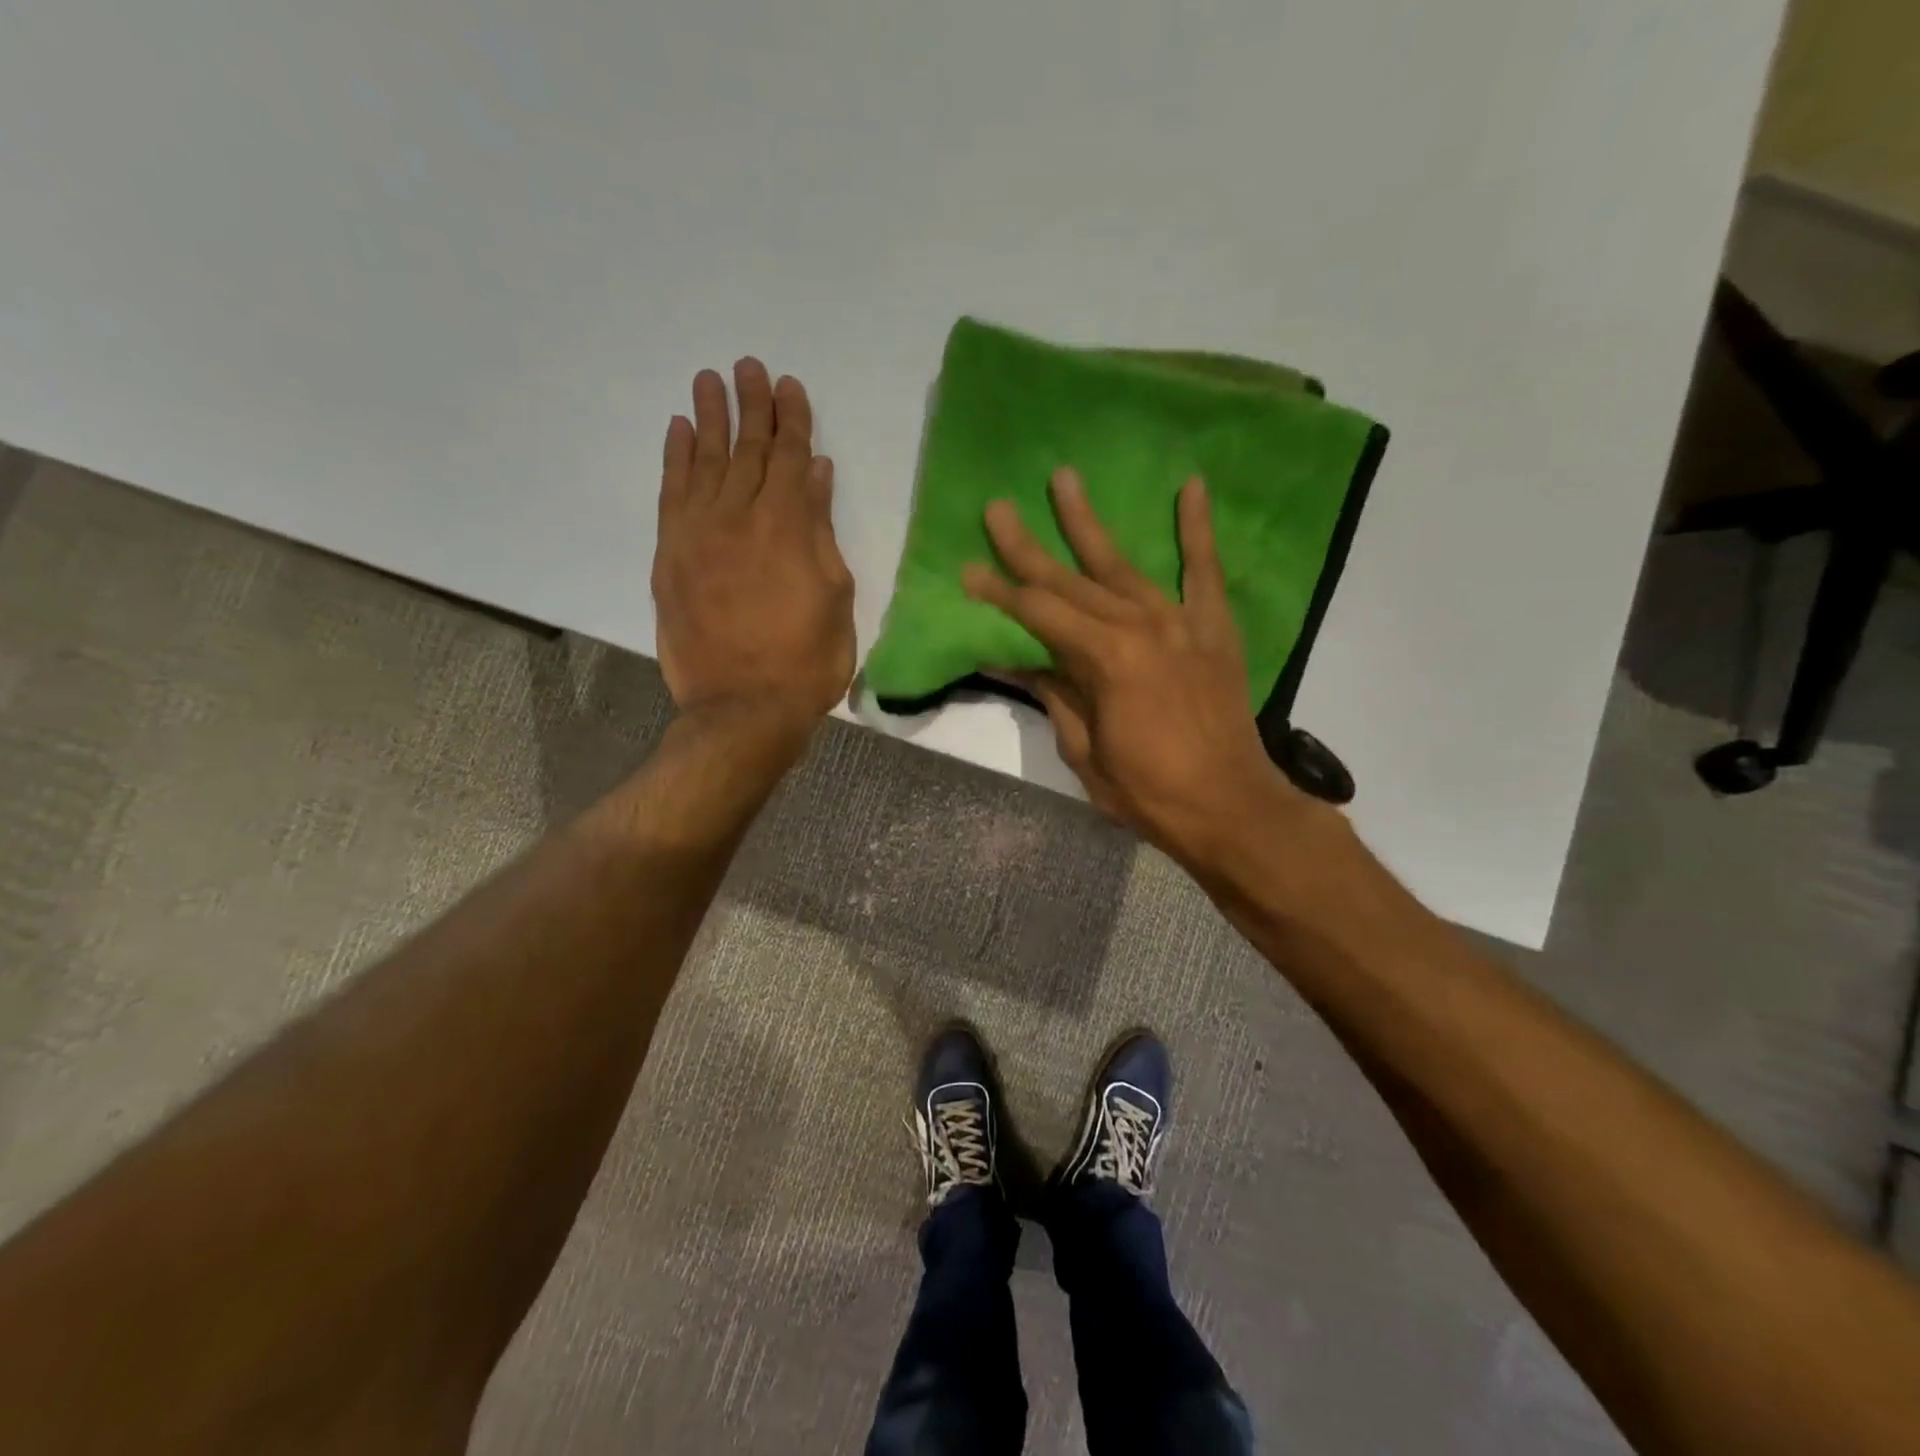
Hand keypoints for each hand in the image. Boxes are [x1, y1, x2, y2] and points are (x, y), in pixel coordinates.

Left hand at [653, 359, 855, 726]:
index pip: (790, 457)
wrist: (743, 707)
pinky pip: (671, 493)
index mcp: (787, 526)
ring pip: (704, 461)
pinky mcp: (670, 555)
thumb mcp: (835, 596)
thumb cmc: (806, 660)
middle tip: (748, 366)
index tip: (790, 385)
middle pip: (747, 449)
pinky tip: (678, 432)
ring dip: (708, 418)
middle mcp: (739, 516)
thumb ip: (821, 530)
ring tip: (709, 380)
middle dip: (751, 405)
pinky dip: (675, 458)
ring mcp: (698, 533)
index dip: (792, 419)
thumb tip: (816, 475)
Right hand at [962, 469, 1303, 866]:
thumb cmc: (1148, 791)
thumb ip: (1052, 694)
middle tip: (997, 509)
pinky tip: (1190, 487)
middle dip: (1027, 548)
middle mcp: (1140, 625)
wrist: (1230, 807)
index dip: (999, 594)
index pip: (1039, 614)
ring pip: (1124, 565)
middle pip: (1072, 581)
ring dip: (1089, 524)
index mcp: (1105, 658)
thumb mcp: (1083, 750)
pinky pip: (1205, 570)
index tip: (968, 570)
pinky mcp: (1214, 627)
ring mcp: (1181, 621)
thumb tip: (1010, 658)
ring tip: (1064, 479)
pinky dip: (1197, 529)